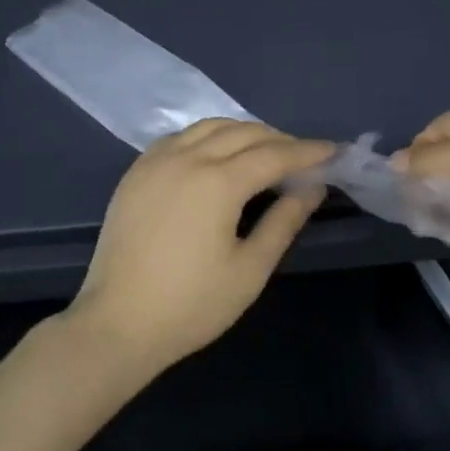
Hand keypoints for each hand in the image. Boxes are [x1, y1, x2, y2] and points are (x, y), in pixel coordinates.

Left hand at [67, 120, 332, 377]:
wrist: (116, 324)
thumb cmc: (190, 305)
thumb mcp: (249, 270)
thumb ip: (284, 222)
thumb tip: (312, 188)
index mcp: (218, 182)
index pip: (274, 154)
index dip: (307, 152)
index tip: (333, 152)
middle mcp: (187, 157)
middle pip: (244, 132)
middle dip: (279, 139)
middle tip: (303, 157)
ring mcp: (157, 160)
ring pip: (210, 126)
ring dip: (244, 132)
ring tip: (265, 151)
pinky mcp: (136, 170)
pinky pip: (181, 137)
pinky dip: (209, 136)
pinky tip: (217, 154)